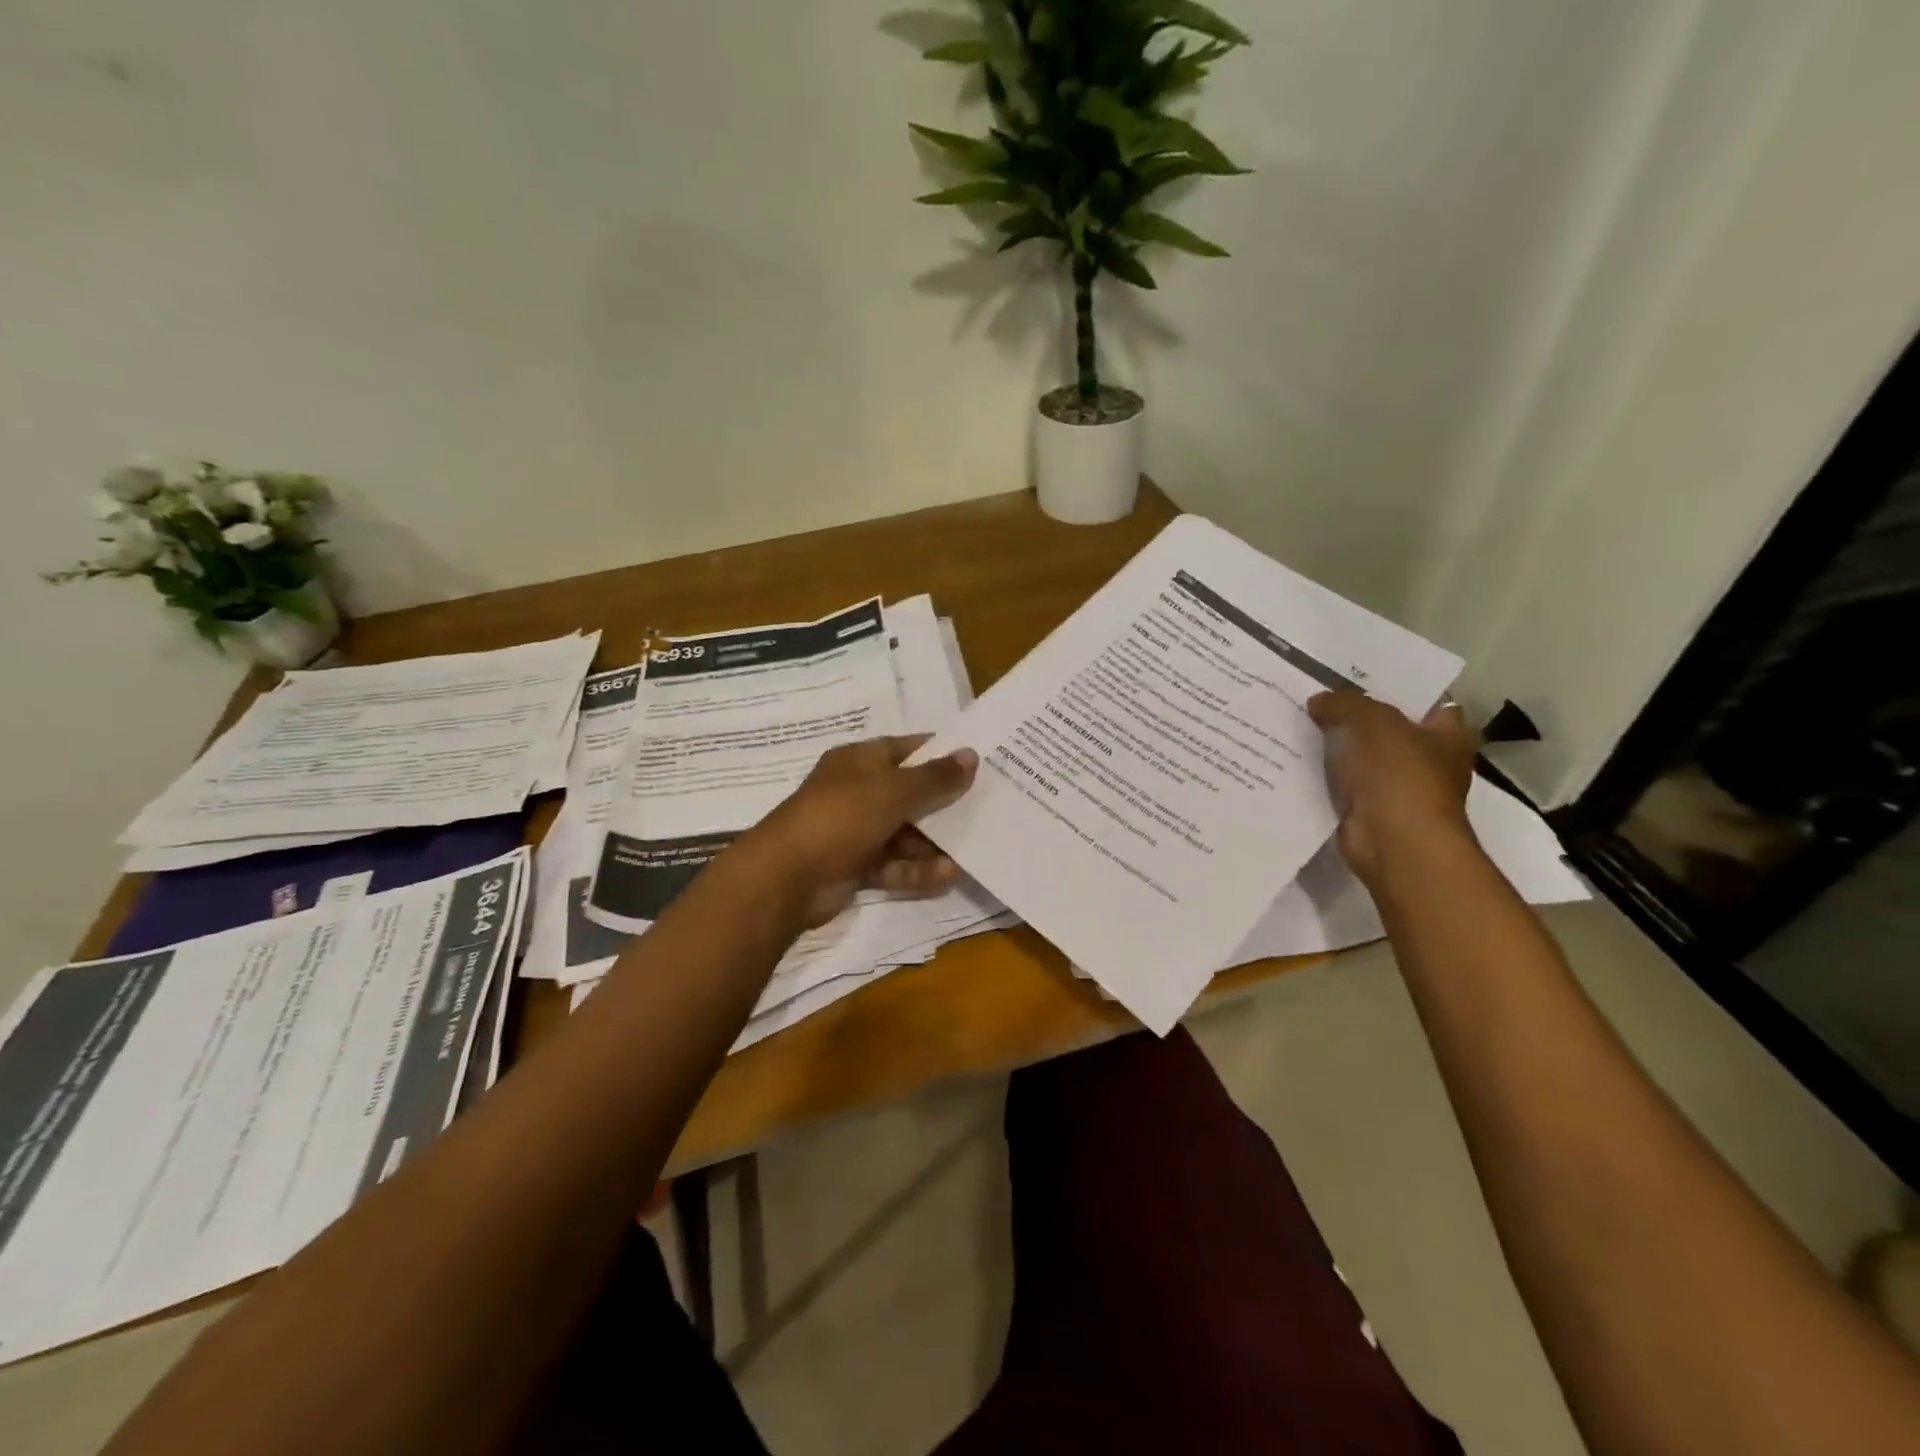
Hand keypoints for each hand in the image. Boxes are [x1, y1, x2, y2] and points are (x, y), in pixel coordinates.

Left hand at [744, 735, 979, 927]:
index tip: (978, 761)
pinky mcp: (854, 865)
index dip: (940, 753)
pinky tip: (946, 876)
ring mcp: (854, 830)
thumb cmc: (840, 818)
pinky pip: (894, 864)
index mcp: (859, 761)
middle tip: (985, 809)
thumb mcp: (892, 791)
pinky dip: (916, 870)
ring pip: (904, 833)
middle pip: (909, 793)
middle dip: (943, 804)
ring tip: (969, 851)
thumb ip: (934, 777)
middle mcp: (857, 792)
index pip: (907, 749)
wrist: (786, 878)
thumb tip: (970, 754)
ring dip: (933, 843)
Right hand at [1309, 691, 1477, 884]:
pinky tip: (1292, 758)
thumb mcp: (1373, 722)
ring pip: (1360, 757)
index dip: (1397, 688)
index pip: (1428, 702)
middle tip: (1316, 695)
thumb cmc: (1400, 775)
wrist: (1393, 843)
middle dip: (1355, 716)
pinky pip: (1340, 784)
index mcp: (1448, 735)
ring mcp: (1397, 790)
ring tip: (1296, 721)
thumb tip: (1318, 702)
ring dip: (1334, 747)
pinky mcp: (1368, 811)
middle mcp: (1428, 762)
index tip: (1358, 677)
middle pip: (1387, 729)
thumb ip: (1345, 704)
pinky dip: (1321, 776)